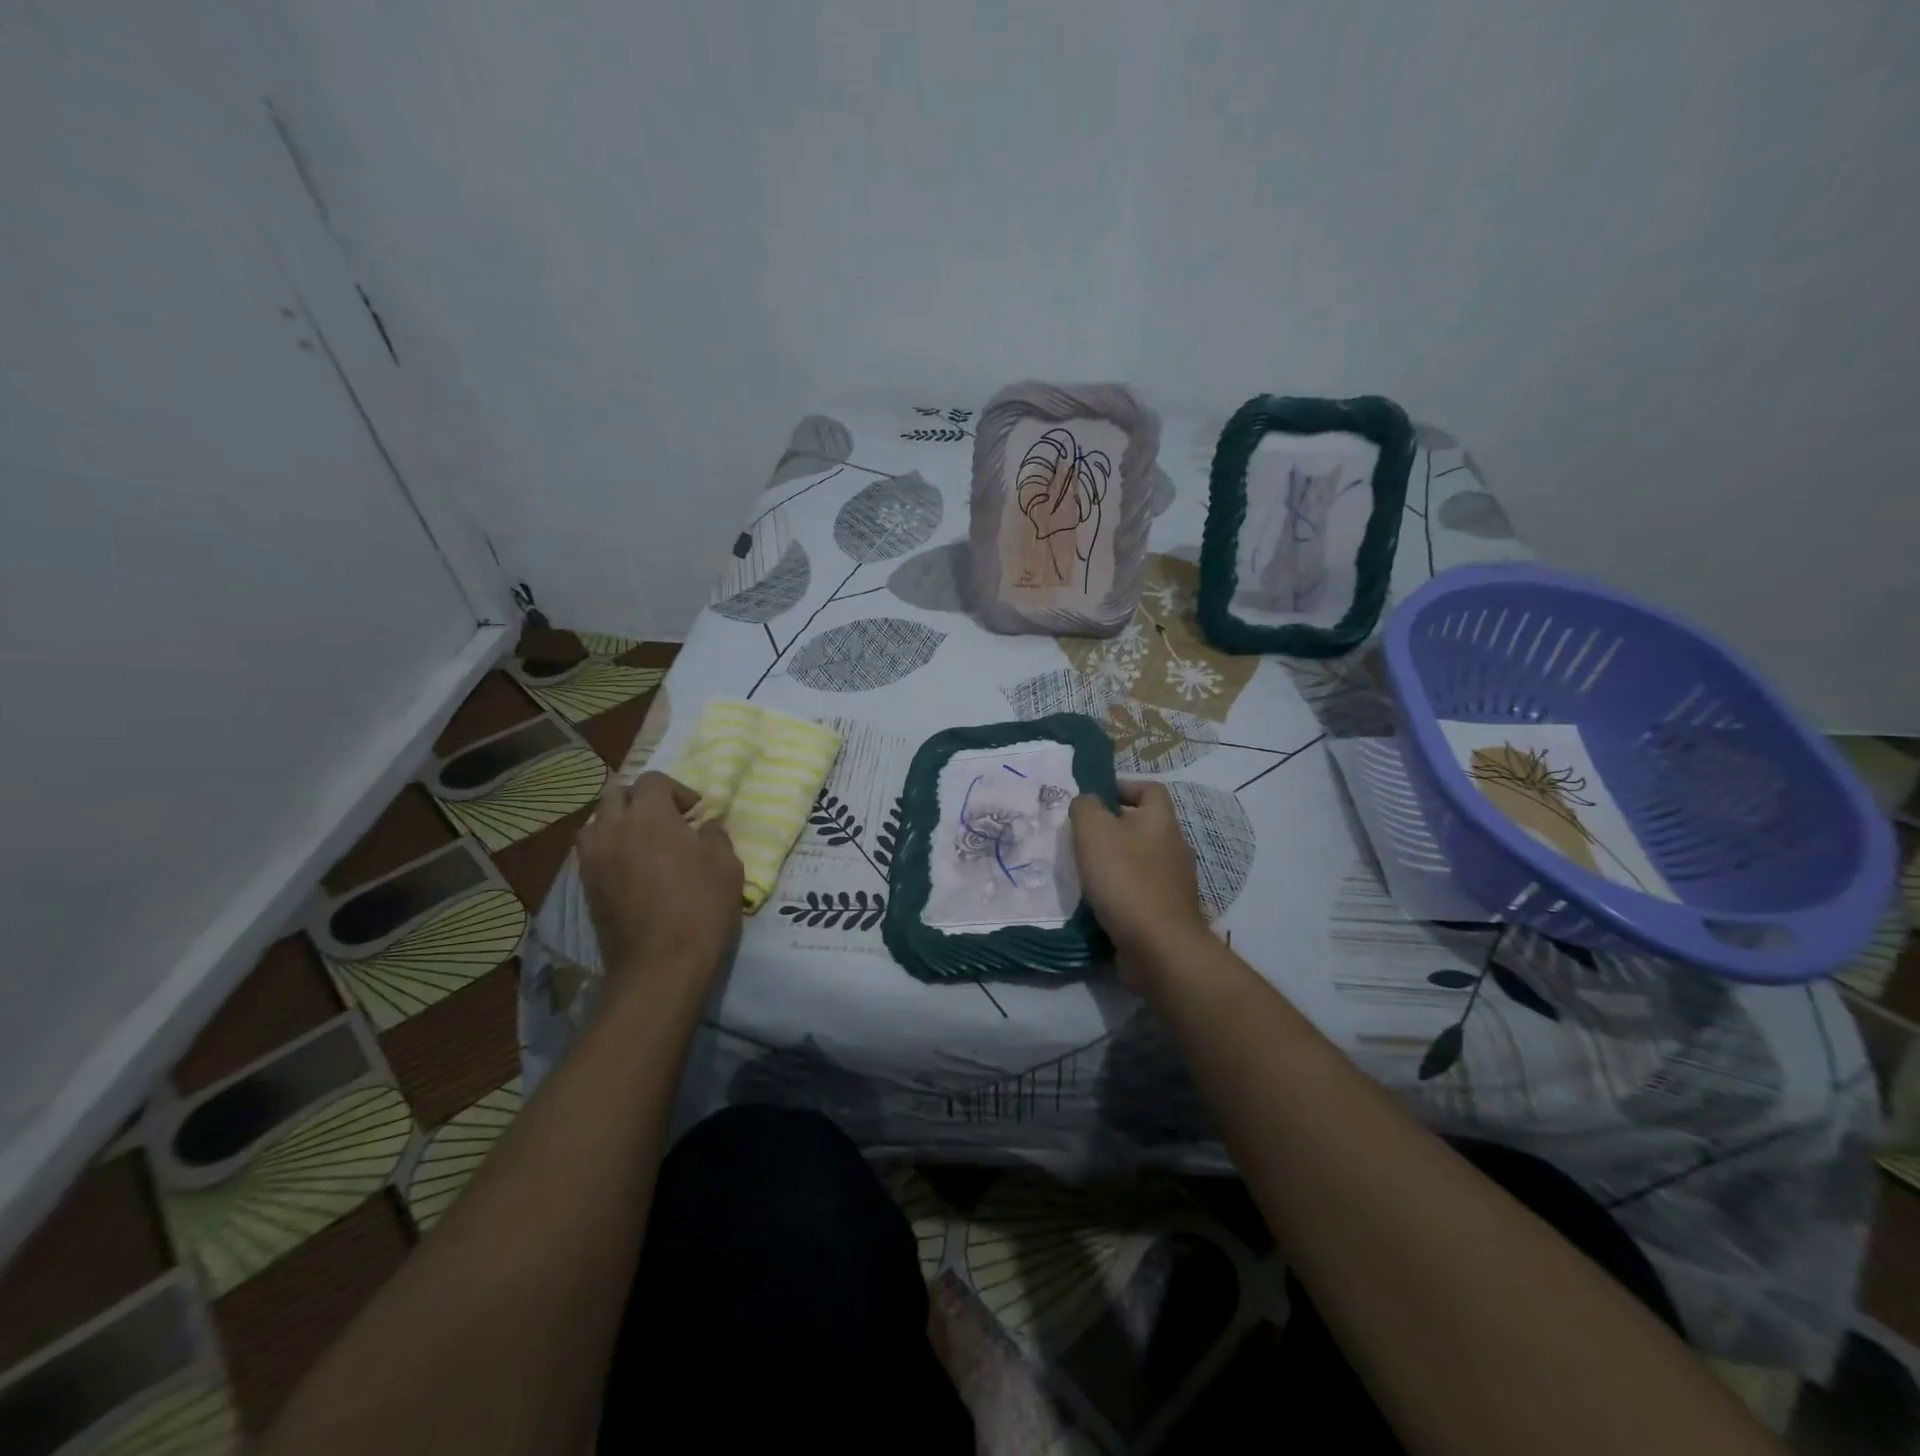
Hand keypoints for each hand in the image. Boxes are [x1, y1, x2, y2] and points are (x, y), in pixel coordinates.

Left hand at [578, 772, 742, 983]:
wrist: (660, 965)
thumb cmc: (700, 907)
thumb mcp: (727, 865)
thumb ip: (715, 836)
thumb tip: (704, 827)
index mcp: (649, 815)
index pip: (653, 780)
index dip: (677, 790)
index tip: (695, 812)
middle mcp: (613, 828)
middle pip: (616, 794)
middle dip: (641, 800)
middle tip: (667, 821)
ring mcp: (594, 859)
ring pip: (597, 822)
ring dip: (618, 823)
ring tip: (643, 843)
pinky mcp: (586, 886)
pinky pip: (592, 852)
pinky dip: (609, 849)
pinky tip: (631, 869)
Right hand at [1069, 780, 1208, 980]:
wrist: (1158, 946)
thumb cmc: (1125, 878)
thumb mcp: (1094, 830)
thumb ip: (1085, 806)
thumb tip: (1086, 802)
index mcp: (1161, 820)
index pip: (1150, 789)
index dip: (1123, 786)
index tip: (1094, 798)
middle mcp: (1174, 846)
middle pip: (1143, 825)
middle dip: (1112, 827)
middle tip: (1080, 836)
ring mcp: (1174, 881)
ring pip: (1140, 859)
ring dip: (1114, 861)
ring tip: (1083, 869)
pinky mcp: (1167, 911)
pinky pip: (1140, 890)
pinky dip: (1120, 891)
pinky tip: (1098, 900)